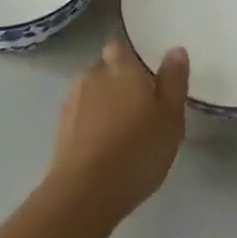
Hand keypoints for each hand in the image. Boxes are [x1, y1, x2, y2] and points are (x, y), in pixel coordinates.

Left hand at [49, 36, 188, 220]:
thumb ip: (174, 81)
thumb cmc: (136, 151)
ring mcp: (72, 100)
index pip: (119, 45)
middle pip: (106, 68)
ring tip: (122, 131)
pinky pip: (81, 115)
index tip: (145, 73)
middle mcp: (92, 75)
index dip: (130, 56)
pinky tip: (104, 147)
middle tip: (140, 107)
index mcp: (121, 67)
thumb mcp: (170, 118)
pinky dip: (91, 123)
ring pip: (92, 92)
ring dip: (104, 103)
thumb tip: (175, 49)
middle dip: (118, 81)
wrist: (84, 192)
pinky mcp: (60, 127)